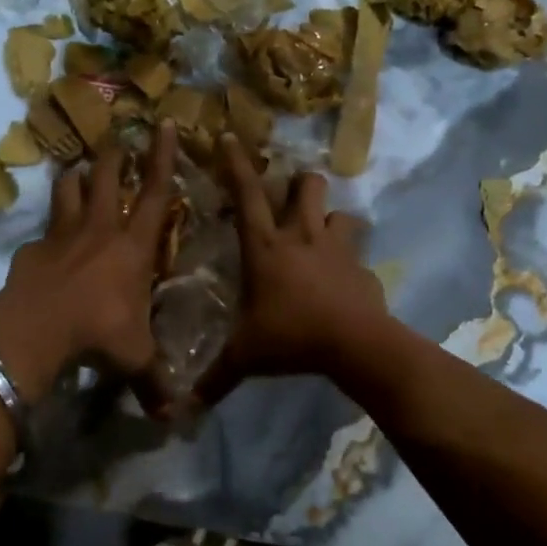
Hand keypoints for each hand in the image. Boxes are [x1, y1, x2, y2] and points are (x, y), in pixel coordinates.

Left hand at [0, 121, 177, 400]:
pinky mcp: (32, 250)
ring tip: (76, 169)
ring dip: (75, 178)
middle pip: (107, 178)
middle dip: (114, 156)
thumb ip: (155, 383)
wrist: (38, 330)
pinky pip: (42, 230)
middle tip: (116, 138)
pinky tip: (43, 240)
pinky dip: (46, 230)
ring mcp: (62, 235)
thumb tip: (176, 419)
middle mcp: (100, 230)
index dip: (162, 157)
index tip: (164, 124)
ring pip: (69, 191)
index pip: (155, 192)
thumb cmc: (100, 333)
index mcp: (134, 246)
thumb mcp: (135, 359)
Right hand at [195, 134, 387, 405]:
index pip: (246, 195)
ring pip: (341, 213)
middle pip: (306, 186)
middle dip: (299, 183)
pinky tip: (345, 280)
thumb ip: (215, 378)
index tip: (229, 137)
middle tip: (291, 197)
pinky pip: (358, 254)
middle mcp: (302, 237)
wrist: (354, 345)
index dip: (236, 165)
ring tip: (323, 236)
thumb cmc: (291, 338)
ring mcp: (337, 249)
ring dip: (331, 219)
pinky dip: (350, 261)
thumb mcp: (245, 357)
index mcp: (265, 248)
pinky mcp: (363, 268)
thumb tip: (183, 408)